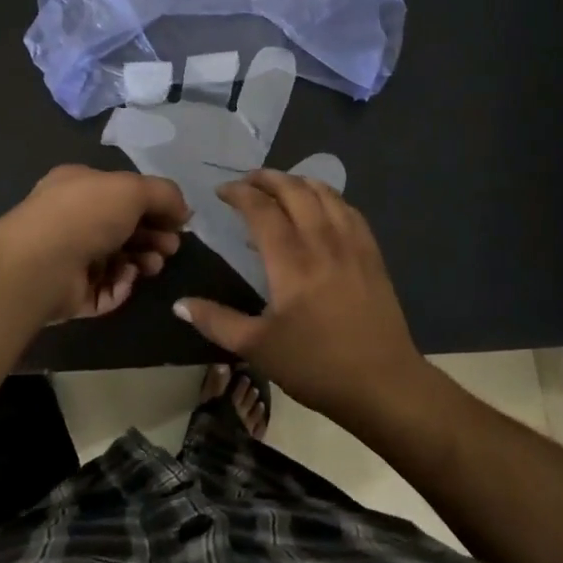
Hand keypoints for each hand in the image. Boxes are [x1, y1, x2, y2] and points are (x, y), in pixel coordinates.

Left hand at [0, 165, 190, 322]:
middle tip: (171, 247)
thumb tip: (184, 211)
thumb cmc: (85, 214)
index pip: (123, 193)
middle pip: (123, 228)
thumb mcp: (132, 188)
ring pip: (117, 260)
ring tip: (153, 266)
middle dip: (152, 236)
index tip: (179, 220)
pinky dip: (120, 286)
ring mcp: (68, 257)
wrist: (40, 264)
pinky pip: (104, 289)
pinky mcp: (69, 293)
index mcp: (80, 186)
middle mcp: (72, 218)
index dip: (154, 205)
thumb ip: (164, 194)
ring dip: (142, 261)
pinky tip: (127, 280)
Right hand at [171, 169, 422, 422]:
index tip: (222, 192)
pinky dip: (328, 196)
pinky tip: (321, 206)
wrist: (383, 384)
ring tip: (280, 187)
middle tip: (247, 182)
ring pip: (324, 193)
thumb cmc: (316, 366)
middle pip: (293, 190)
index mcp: (290, 261)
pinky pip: (349, 209)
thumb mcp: (258, 349)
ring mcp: (351, 244)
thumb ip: (216, 322)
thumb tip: (179, 304)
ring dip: (298, 181)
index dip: (239, 193)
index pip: (261, 208)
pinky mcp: (372, 253)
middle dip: (267, 178)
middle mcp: (321, 241)